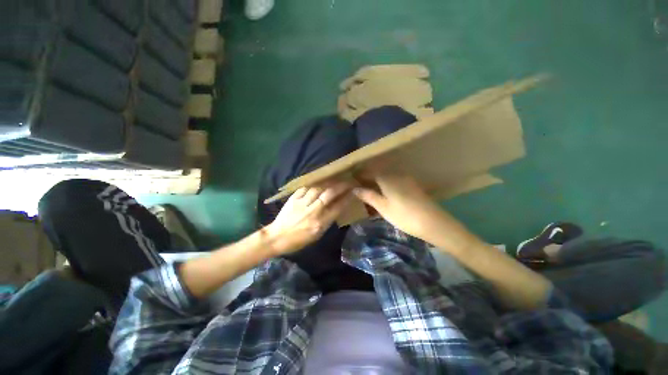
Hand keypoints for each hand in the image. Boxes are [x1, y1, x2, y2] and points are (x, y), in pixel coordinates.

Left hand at [264, 181, 351, 254]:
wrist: (277, 237)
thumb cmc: (299, 240)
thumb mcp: (317, 235)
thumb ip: (328, 220)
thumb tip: (338, 207)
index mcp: (319, 223)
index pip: (337, 207)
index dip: (346, 198)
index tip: (352, 191)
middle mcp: (312, 212)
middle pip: (328, 195)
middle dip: (340, 186)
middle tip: (347, 181)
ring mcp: (302, 203)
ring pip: (317, 188)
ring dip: (328, 182)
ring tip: (335, 179)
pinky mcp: (293, 198)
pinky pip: (305, 187)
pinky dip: (313, 183)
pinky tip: (319, 181)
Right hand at [352, 173, 445, 239]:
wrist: (433, 222)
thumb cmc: (404, 216)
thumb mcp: (383, 207)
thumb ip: (368, 196)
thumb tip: (355, 189)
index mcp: (387, 178)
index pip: (369, 171)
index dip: (359, 174)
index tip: (351, 179)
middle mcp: (396, 174)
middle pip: (377, 172)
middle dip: (367, 177)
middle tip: (358, 186)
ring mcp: (405, 179)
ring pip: (386, 176)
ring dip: (376, 180)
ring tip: (369, 190)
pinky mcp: (412, 185)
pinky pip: (394, 180)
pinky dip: (385, 184)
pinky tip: (384, 192)